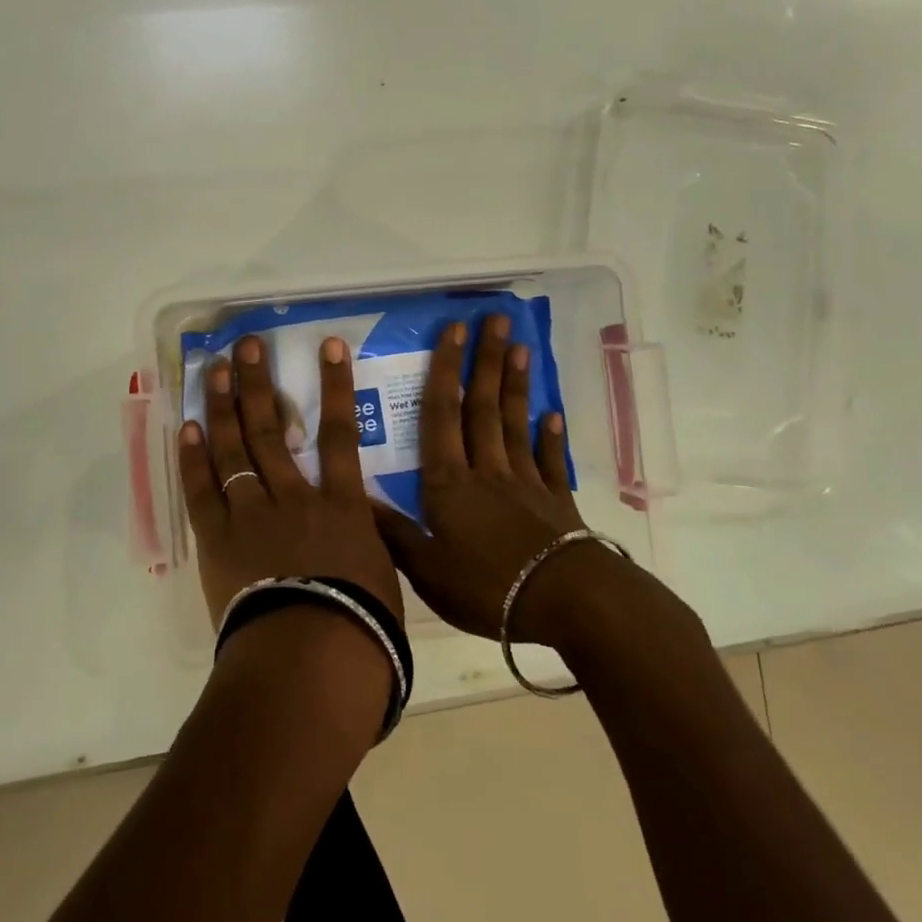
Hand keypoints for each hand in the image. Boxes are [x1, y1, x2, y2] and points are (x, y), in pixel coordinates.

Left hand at [179, 334, 405, 631]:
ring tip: (213, 370)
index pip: (341, 433)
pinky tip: (188, 428)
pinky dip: (194, 459)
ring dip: (222, 407)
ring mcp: (252, 514)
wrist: (311, 660)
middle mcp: (294, 496)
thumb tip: (365, 530)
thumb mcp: (382, 576)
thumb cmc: (361, 627)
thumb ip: (368, 543)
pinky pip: (203, 490)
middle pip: (272, 429)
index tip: (328, 346)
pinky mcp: (218, 540)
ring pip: (235, 449)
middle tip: (245, 346)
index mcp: (341, 505)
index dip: (336, 386)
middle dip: (258, 383)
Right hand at [370, 314, 589, 641]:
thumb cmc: (487, 586)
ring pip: (515, 424)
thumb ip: (394, 533)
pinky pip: (551, 461)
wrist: (564, 602)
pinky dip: (551, 437)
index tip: (453, 330)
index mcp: (449, 482)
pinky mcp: (556, 501)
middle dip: (486, 360)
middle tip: (496, 319)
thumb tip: (357, 499)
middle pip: (482, 407)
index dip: (444, 370)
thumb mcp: (427, 569)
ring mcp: (526, 482)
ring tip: (521, 348)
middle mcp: (486, 470)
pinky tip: (552, 415)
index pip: (441, 415)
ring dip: (515, 385)